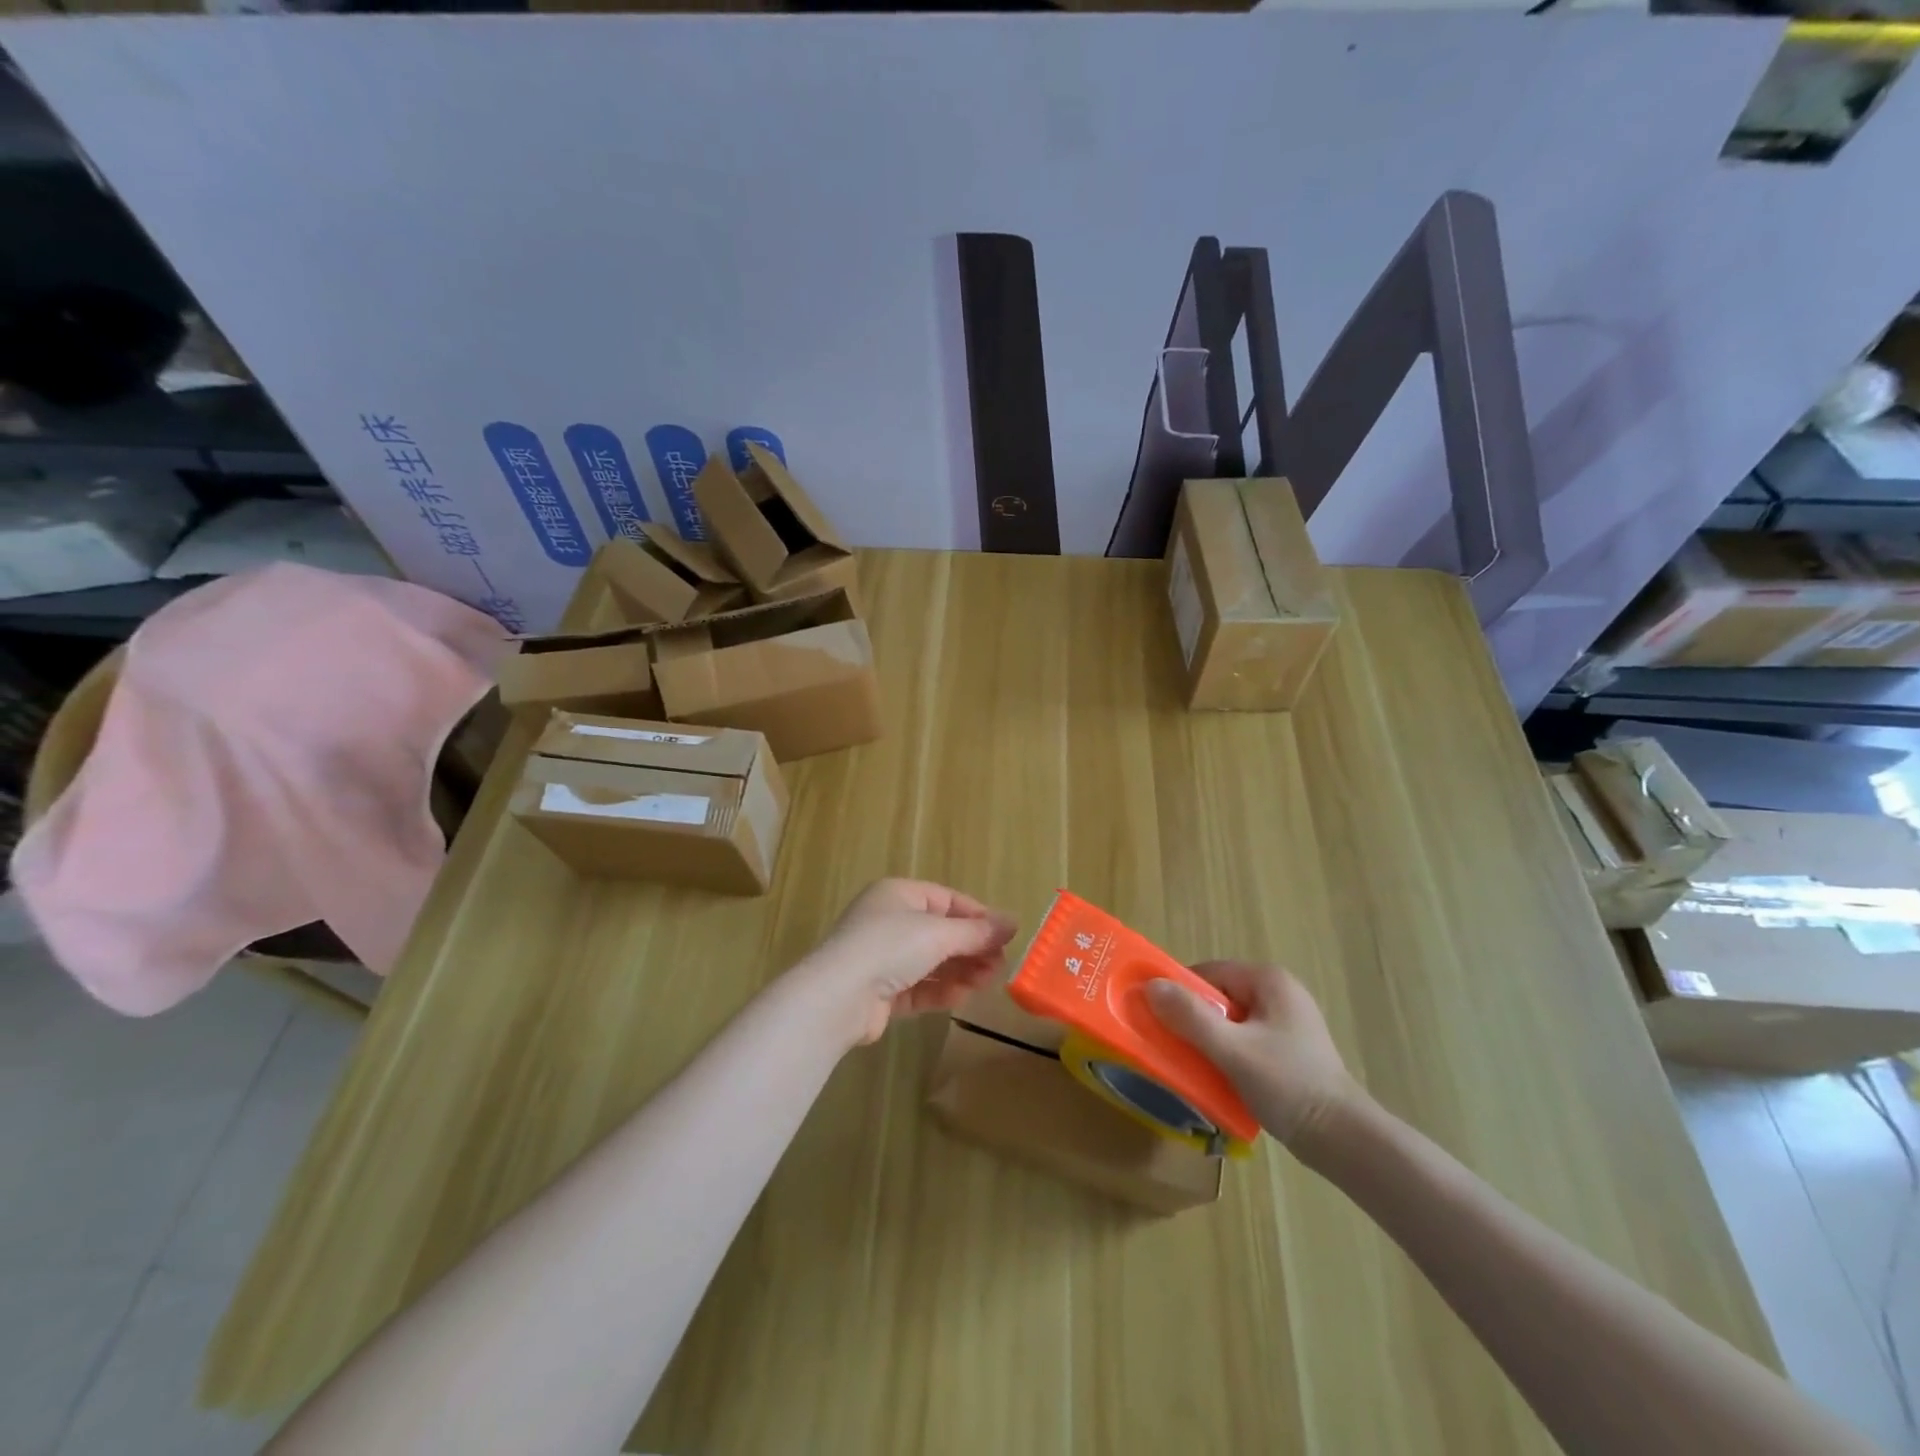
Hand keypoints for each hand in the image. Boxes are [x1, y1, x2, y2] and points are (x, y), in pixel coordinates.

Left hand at [795, 878, 1017, 1046]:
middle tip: (1000, 965)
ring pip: (931, 961)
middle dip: (971, 948)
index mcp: (898, 895)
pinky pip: (918, 987)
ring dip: (960, 971)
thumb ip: (977, 932)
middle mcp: (889, 922)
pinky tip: (962, 997)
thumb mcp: (938, 934)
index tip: (1005, 936)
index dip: (977, 916)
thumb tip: (1013, 923)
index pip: (947, 900)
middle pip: (941, 932)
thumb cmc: (889, 948)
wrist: (837, 998)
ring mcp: (883, 958)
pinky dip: (940, 990)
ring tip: (987, 982)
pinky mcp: (881, 992)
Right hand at [1145, 962, 1363, 1149]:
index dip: (1180, 992)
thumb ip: (1190, 1017)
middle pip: (1219, 997)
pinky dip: (1228, 1055)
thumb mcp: (1232, 1050)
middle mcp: (1280, 993)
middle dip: (1193, 1020)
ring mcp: (1288, 1023)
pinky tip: (1220, 1079)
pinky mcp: (1290, 1051)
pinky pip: (1245, 1041)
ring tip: (1193, 1065)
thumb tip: (1150, 985)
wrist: (1345, 1141)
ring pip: (1231, 1022)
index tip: (1159, 1019)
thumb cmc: (1289, 1086)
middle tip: (1173, 1046)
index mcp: (1269, 980)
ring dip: (1209, 1040)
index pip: (1209, 972)